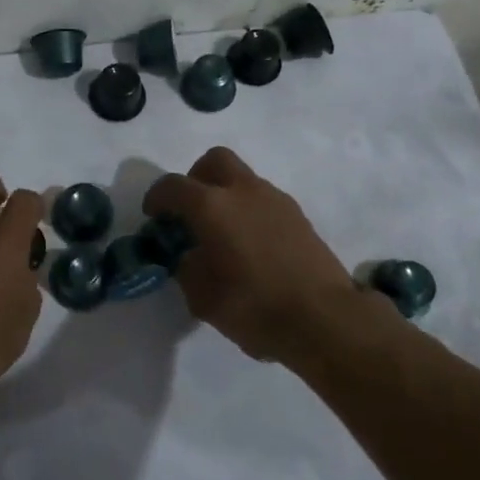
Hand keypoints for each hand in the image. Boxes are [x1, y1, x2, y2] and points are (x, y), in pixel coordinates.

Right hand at [145, 147, 375, 364]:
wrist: (325, 319)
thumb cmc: (255, 307)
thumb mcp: (203, 298)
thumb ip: (187, 268)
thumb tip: (190, 256)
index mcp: (212, 207)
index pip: (173, 186)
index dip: (157, 197)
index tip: (154, 215)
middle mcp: (243, 191)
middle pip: (214, 161)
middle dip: (196, 178)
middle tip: (191, 210)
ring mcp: (275, 199)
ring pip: (242, 179)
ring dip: (226, 195)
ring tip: (223, 234)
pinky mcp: (298, 215)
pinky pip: (263, 200)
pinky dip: (249, 211)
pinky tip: (251, 246)